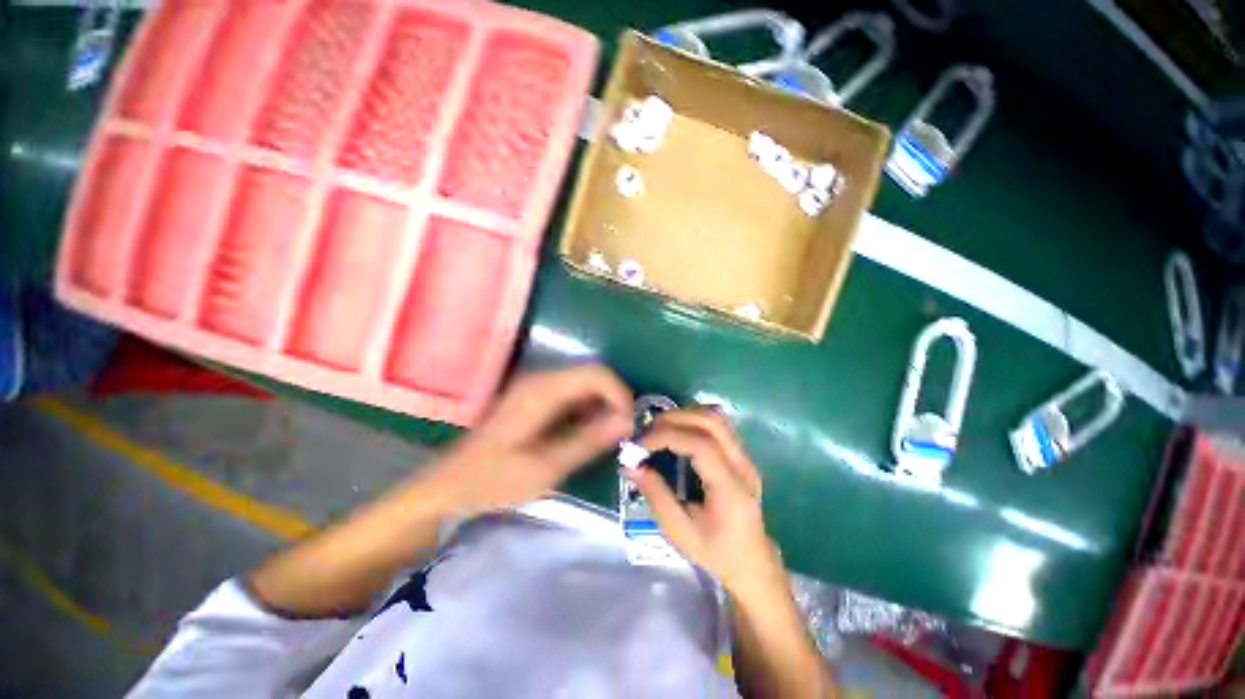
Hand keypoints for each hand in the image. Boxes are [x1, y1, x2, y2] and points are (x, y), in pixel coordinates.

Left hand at [421, 365, 633, 514]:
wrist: (449, 485)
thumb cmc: (494, 479)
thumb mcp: (546, 467)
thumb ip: (588, 440)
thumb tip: (626, 421)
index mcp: (543, 390)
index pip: (597, 373)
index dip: (620, 394)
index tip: (629, 424)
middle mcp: (541, 379)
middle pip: (593, 375)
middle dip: (614, 400)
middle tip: (622, 432)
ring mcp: (537, 386)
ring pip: (585, 383)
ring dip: (602, 405)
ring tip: (608, 436)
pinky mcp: (535, 397)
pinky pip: (573, 393)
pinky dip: (588, 409)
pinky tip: (587, 432)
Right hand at [629, 410, 781, 597]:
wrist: (752, 562)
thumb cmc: (715, 552)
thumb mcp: (679, 531)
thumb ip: (655, 495)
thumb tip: (631, 465)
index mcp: (730, 488)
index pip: (701, 444)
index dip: (668, 436)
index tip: (640, 443)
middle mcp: (742, 465)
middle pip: (711, 421)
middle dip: (674, 419)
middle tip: (646, 431)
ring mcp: (745, 456)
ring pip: (716, 417)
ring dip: (684, 414)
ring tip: (659, 429)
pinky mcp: (741, 454)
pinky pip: (718, 424)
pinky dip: (693, 418)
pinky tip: (677, 431)